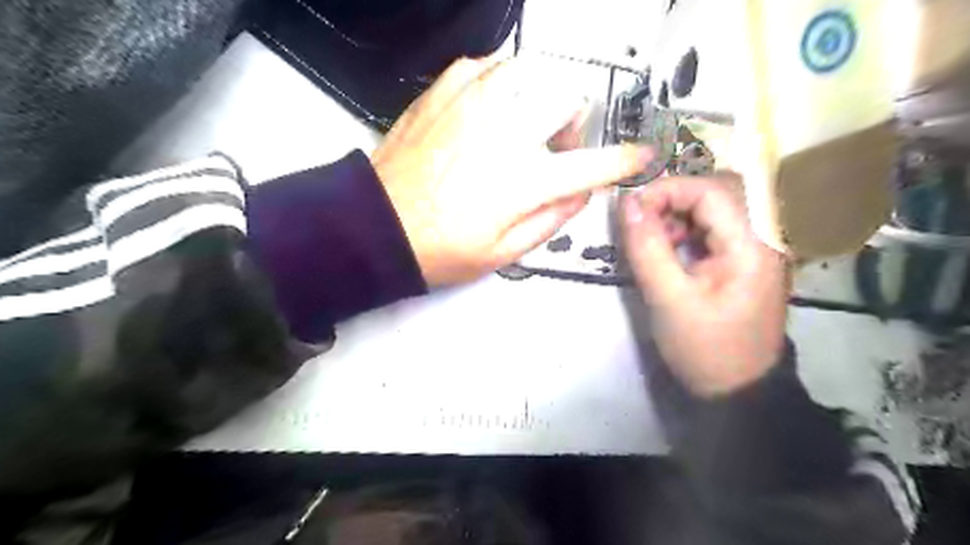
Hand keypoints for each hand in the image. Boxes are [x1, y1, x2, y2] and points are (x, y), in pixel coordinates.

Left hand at [372, 56, 650, 284]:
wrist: (379, 225)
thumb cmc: (441, 249)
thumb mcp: (505, 253)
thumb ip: (552, 219)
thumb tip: (581, 190)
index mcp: (524, 180)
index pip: (593, 165)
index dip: (623, 162)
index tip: (639, 156)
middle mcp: (506, 132)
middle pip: (568, 97)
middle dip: (573, 122)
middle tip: (554, 146)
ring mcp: (472, 103)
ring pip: (531, 69)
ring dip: (538, 96)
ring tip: (522, 122)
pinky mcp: (442, 91)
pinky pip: (486, 65)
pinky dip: (498, 83)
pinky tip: (488, 108)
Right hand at [622, 177, 787, 397]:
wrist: (737, 390)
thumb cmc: (703, 347)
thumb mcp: (667, 298)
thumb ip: (646, 246)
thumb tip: (626, 203)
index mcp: (752, 246)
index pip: (711, 191)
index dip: (667, 189)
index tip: (631, 209)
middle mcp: (762, 237)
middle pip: (717, 192)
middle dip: (672, 199)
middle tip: (641, 222)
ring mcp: (757, 247)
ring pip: (715, 207)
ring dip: (678, 213)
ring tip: (653, 238)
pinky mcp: (745, 259)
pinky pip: (715, 227)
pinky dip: (687, 229)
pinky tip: (671, 249)